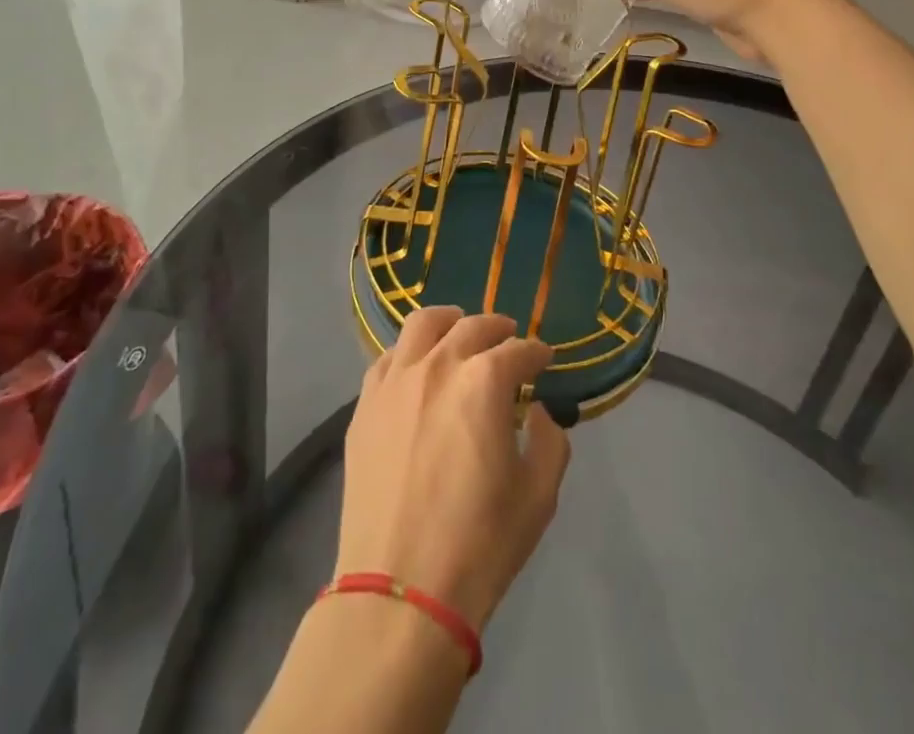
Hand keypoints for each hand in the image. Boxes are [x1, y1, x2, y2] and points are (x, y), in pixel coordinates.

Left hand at [336, 308, 570, 630]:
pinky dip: (409, 351)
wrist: (400, 591)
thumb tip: (536, 411)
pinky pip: (387, 357)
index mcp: (484, 382)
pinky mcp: (365, 405)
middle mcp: (438, 365)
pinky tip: (416, 367)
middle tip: (509, 340)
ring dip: (449, 322)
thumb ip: (548, 440)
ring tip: (458, 331)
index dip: (536, 352)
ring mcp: (395, 381)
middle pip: (472, 327)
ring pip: (422, 325)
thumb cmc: (479, 544)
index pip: (519, 350)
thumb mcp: (538, 496)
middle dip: (498, 328)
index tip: (545, 359)